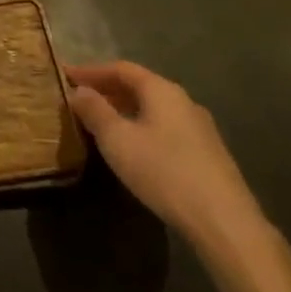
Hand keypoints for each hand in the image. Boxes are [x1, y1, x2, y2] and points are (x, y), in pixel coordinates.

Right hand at [64, 61, 270, 259]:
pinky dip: (142, 127)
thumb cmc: (163, 172)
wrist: (224, 223)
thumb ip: (95, 111)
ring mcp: (200, 128)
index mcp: (162, 90)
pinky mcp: (208, 154)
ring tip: (101, 122)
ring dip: (125, 110)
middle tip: (80, 98)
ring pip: (153, 109)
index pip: (121, 68)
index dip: (91, 71)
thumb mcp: (117, 140)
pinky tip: (133, 147)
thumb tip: (79, 91)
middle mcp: (183, 101)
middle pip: (139, 86)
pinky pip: (166, 128)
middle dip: (107, 90)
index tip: (66, 76)